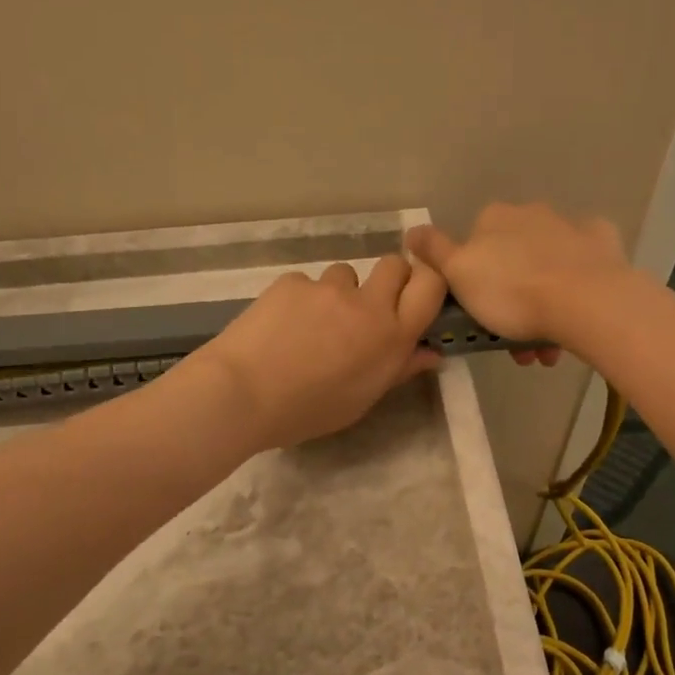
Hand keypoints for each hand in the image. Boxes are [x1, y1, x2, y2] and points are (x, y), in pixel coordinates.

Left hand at [191, 255, 447, 450]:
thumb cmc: (308, 410)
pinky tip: (281, 326)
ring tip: (314, 324)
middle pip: (394, 264)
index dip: (428, 281)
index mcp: (391, 336)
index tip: (415, 294)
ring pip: (346, 274)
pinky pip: (307, 283)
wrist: (243, 393)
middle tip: (369, 307)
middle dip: (389, 279)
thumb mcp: (362, 399)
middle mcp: (367, 303)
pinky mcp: (292, 281)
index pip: (431, 284)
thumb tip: (431, 353)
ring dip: (340, 292)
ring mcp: (327, 288)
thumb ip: (399, 370)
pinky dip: (301, 300)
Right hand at [406, 203, 631, 359]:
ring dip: (541, 304)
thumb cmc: (512, 292)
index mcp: (495, 218)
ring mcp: (571, 227)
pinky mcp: (604, 244)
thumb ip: (433, 252)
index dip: (473, 280)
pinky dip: (576, 286)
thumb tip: (411, 230)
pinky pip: (583, 266)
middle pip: (513, 258)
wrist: (585, 302)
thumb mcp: (458, 275)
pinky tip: (576, 313)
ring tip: (543, 350)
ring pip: (547, 268)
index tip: (478, 312)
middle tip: (511, 341)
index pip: (474, 244)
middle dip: (510, 298)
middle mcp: (532, 213)